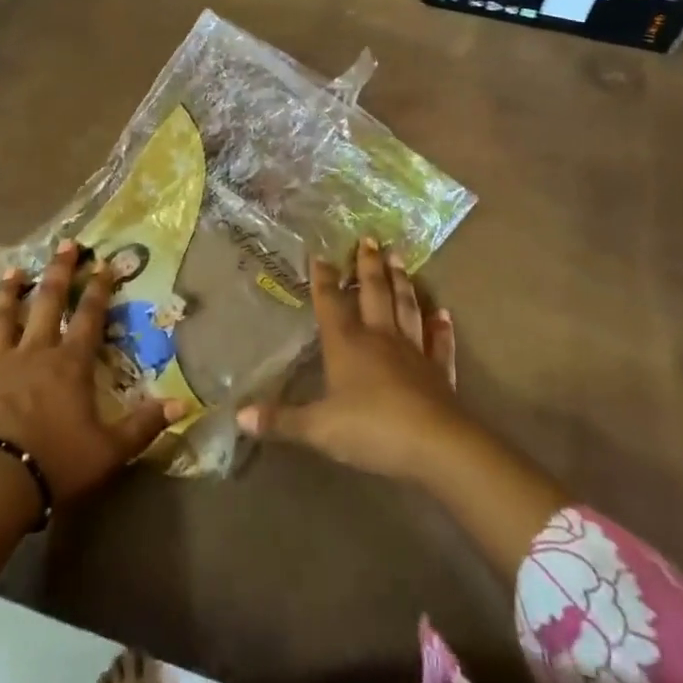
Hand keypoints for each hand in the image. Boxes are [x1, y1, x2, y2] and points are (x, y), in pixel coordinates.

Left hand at [0, 240, 183, 504]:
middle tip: (66, 244)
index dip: (99, 289)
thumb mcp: (110, 450)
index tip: (105, 264)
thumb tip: (184, 403)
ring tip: (14, 269)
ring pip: (1, 318)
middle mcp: (33, 352)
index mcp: (69, 364)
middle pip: (47, 303)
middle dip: (59, 272)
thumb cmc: (55, 465)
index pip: (89, 317)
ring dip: (7, 292)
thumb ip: (146, 424)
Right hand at [237, 238, 473, 482]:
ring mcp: (413, 351)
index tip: (320, 254)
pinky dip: (441, 328)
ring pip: (405, 307)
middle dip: (368, 265)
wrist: (434, 444)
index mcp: (347, 344)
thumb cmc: (370, 429)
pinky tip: (443, 313)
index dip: (324, 280)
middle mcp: (380, 337)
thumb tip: (239, 415)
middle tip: (370, 238)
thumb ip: (281, 420)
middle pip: (373, 293)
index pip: (331, 304)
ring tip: (399, 257)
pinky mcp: (438, 371)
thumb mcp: (318, 429)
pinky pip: (439, 343)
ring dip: (402, 282)